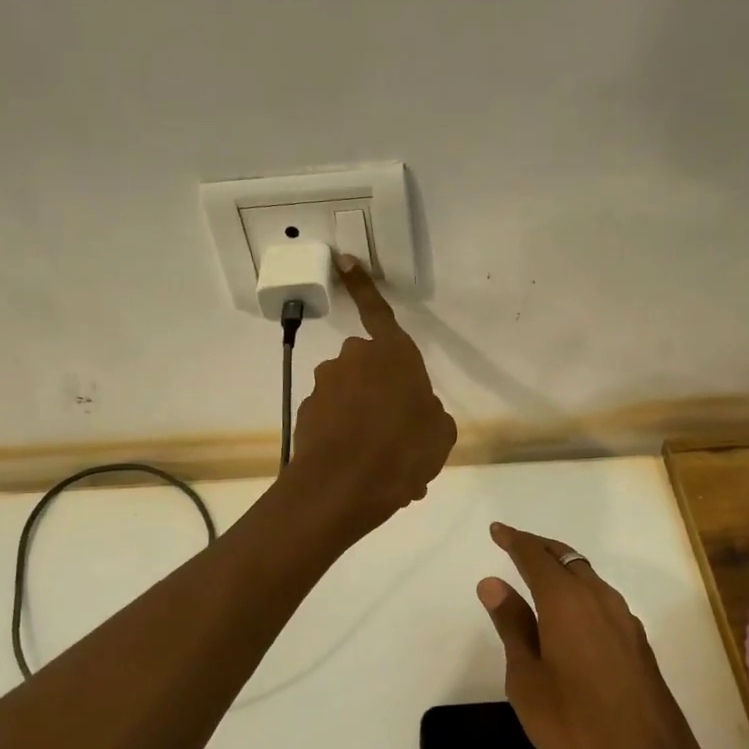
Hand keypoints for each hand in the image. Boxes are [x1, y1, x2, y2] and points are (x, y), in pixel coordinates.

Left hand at [287, 258, 455, 536]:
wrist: (342, 488)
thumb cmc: (404, 450)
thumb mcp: (440, 433)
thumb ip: (430, 413)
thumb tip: (417, 413)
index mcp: (392, 354)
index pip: (378, 311)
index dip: (364, 286)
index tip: (344, 260)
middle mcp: (353, 360)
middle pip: (370, 367)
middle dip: (382, 391)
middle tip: (402, 431)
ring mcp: (326, 386)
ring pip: (353, 399)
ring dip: (368, 423)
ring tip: (388, 464)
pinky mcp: (307, 413)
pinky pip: (336, 422)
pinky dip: (350, 440)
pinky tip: (367, 473)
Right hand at [478, 523, 721, 748]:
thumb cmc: (574, 725)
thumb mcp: (527, 679)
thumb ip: (512, 626)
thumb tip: (493, 583)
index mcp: (567, 602)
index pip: (536, 557)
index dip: (515, 540)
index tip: (497, 530)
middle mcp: (600, 599)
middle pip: (567, 558)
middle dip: (540, 548)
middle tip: (515, 546)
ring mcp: (625, 621)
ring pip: (589, 578)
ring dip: (563, 568)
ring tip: (539, 576)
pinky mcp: (638, 644)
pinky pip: (602, 600)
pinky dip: (580, 592)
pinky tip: (570, 616)